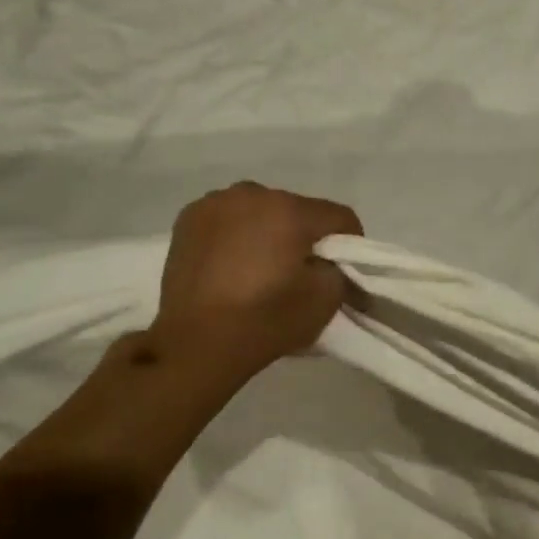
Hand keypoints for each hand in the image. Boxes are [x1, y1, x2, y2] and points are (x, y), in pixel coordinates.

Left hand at [148, 182, 361, 378]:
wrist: (194, 344)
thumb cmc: (265, 320)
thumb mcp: (325, 301)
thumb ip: (340, 270)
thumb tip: (332, 262)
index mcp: (290, 210)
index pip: (339, 216)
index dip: (350, 243)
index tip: (342, 271)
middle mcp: (253, 194)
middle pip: (297, 211)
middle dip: (304, 237)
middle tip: (299, 272)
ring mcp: (215, 202)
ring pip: (261, 211)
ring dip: (268, 232)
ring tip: (260, 269)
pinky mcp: (188, 218)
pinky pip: (228, 219)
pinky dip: (236, 235)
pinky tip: (231, 264)